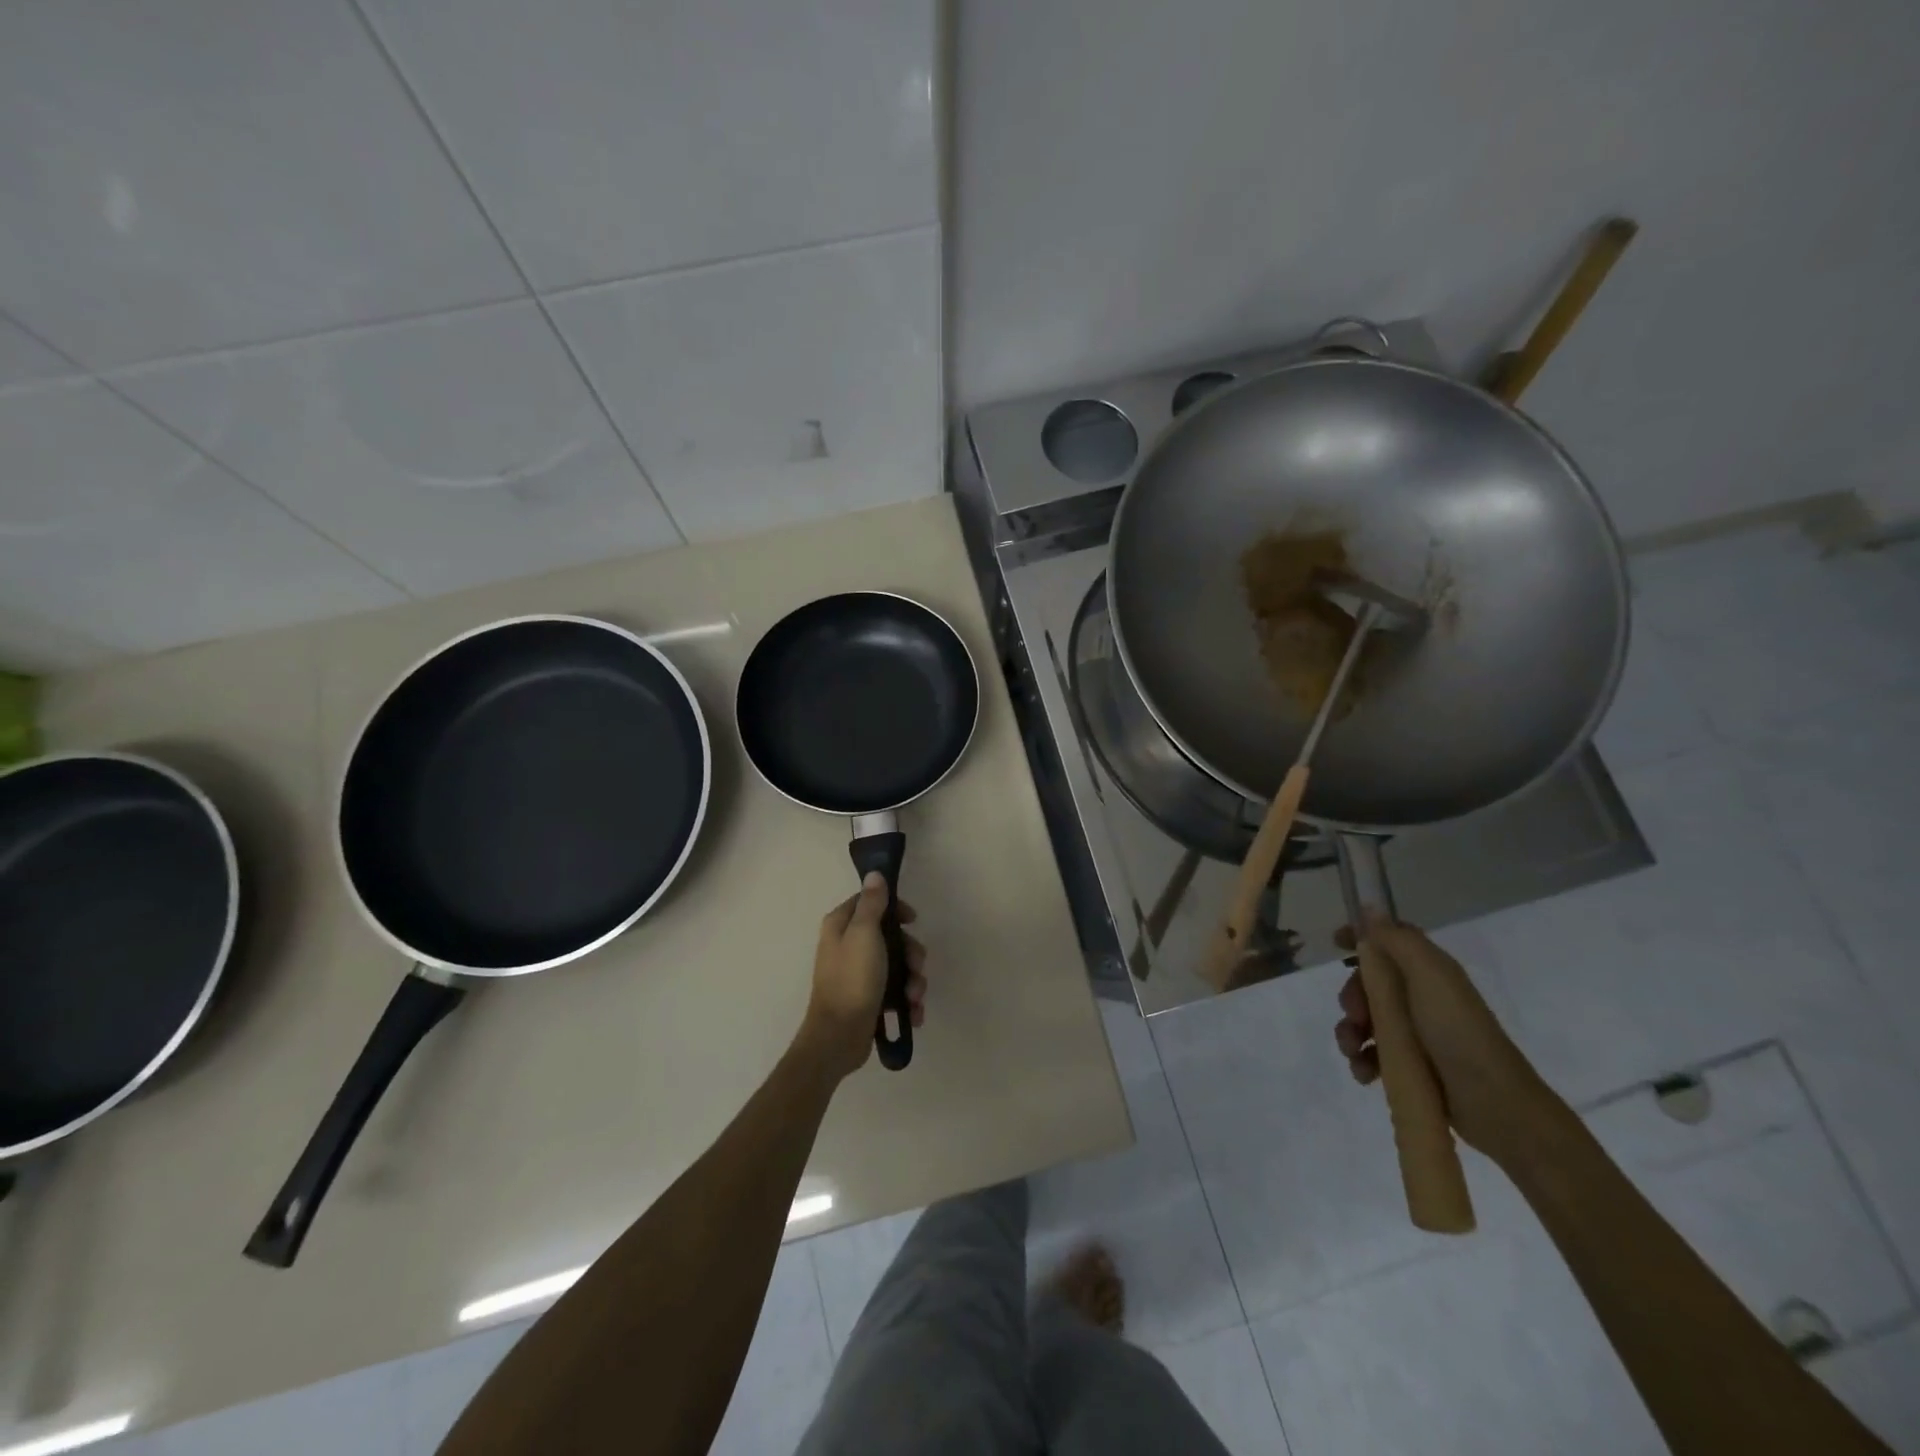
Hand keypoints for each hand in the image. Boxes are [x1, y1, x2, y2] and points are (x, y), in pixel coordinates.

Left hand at [801, 874, 927, 1078]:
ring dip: (912, 981)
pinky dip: (907, 1001)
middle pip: (890, 936)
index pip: (870, 902)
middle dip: (910, 953)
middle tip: (916, 967)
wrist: (839, 1037)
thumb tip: (874, 874)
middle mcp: (847, 946)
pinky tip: (913, 1013)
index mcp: (841, 926)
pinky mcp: (868, 999)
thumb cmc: (852, 980)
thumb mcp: (864, 934)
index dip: (895, 909)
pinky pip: (895, 991)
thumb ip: (872, 903)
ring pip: (897, 965)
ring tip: (914, 998)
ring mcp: (858, 974)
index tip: (912, 920)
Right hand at [1333, 917, 1560, 1161]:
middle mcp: (1422, 998)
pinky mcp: (1411, 1067)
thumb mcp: (1429, 976)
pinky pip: (1373, 1055)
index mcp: (1429, 972)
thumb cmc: (1458, 1032)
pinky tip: (1364, 1073)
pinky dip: (1362, 1061)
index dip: (1362, 937)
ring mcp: (1416, 1034)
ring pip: (1366, 1020)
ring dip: (1350, 1032)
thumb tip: (1370, 907)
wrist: (1495, 1105)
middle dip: (1351, 996)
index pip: (1390, 941)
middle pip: (1370, 983)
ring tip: (1353, 1051)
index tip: (1335, 943)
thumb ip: (1397, 940)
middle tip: (1354, 1015)